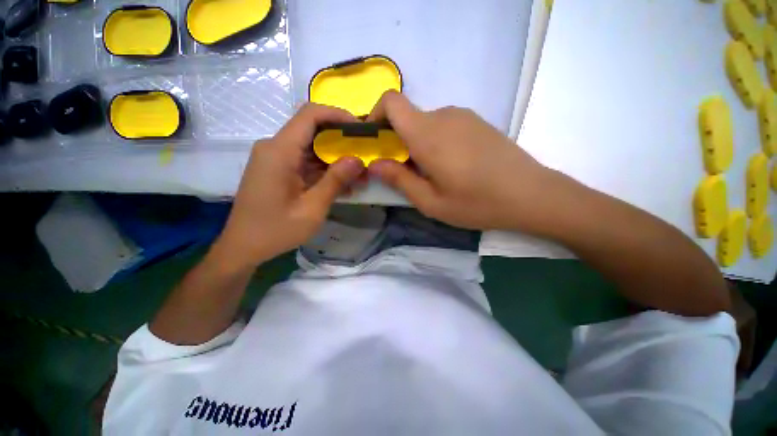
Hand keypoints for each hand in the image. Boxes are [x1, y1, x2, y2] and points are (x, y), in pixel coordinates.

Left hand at [216, 103, 364, 268]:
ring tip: (359, 177)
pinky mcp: (278, 170)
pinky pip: (305, 162)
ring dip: (336, 160)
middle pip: (313, 131)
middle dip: (342, 142)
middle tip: (365, 158)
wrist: (243, 247)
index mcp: (280, 151)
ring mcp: (275, 159)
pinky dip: (325, 170)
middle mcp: (275, 148)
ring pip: (312, 148)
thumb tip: (358, 159)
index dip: (338, 115)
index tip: (361, 130)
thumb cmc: (275, 230)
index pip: (311, 115)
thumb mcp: (312, 208)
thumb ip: (335, 181)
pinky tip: (342, 186)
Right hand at [366, 91, 556, 230]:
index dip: (376, 115)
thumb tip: (375, 164)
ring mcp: (463, 116)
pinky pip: (444, 125)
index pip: (392, 102)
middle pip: (407, 117)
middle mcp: (443, 115)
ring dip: (417, 144)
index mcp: (427, 134)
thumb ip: (399, 180)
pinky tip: (451, 166)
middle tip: (404, 171)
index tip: (375, 141)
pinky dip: (435, 141)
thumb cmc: (476, 203)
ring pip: (425, 123)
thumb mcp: (430, 201)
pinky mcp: (477, 122)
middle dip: (397, 141)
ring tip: (431, 173)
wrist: (530, 194)